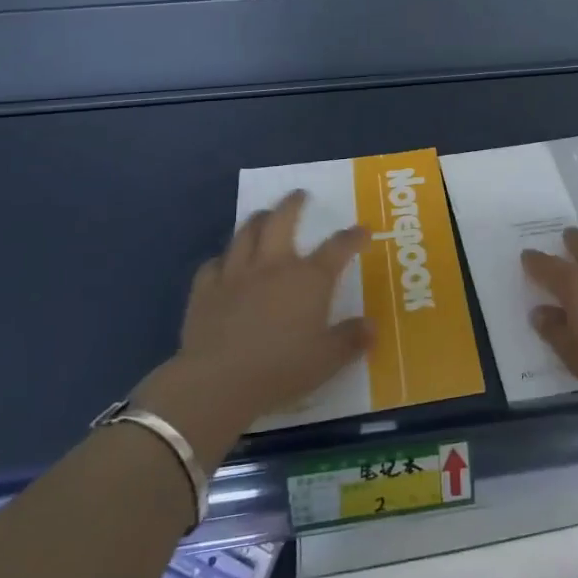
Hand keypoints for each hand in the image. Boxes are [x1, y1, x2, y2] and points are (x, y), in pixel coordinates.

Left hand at [137, 191, 372, 431]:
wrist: (219, 382)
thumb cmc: (281, 369)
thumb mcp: (328, 360)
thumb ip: (351, 340)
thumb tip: (371, 327)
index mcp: (309, 279)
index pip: (338, 247)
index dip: (353, 237)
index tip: (362, 231)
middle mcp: (273, 266)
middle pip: (283, 221)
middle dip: (293, 204)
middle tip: (299, 195)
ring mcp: (235, 274)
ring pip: (245, 233)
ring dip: (257, 220)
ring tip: (263, 215)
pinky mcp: (205, 290)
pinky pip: (213, 264)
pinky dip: (222, 260)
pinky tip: (224, 264)